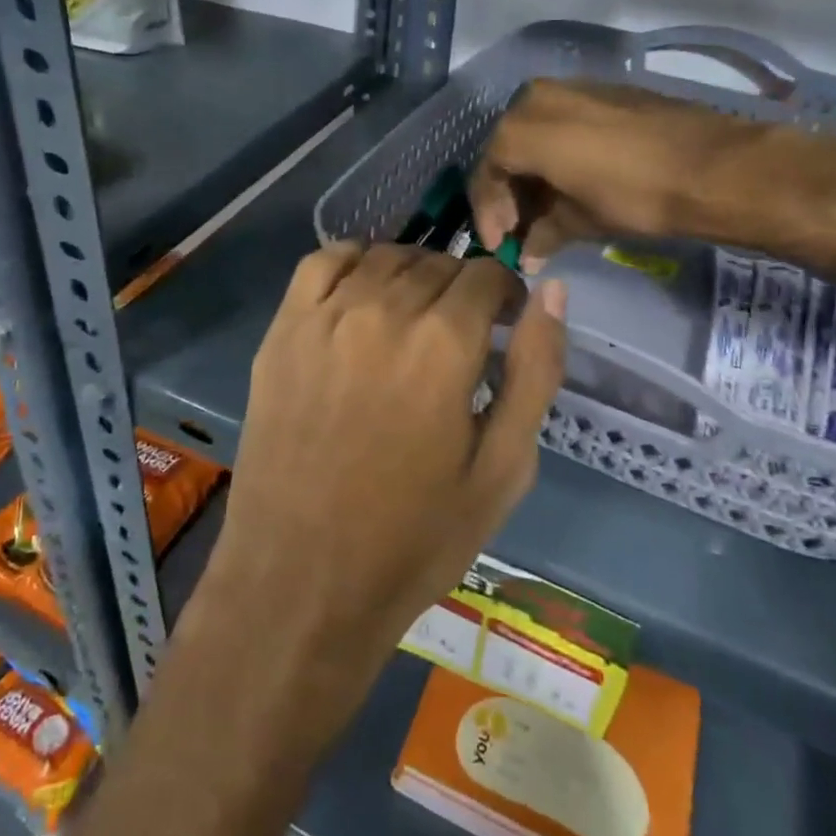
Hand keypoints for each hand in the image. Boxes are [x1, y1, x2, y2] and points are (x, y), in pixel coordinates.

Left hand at [209, 243, 566, 674]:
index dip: (506, 295)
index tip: (505, 324)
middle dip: (462, 290)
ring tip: (414, 317)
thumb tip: (552, 292)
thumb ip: (535, 372)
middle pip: (438, 264)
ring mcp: (326, 316)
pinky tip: (362, 293)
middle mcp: (384, 311)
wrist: (301, 578)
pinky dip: (353, 261)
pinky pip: (322, 261)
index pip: (488, 275)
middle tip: (461, 336)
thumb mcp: (502, 469)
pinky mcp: (283, 329)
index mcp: (444, 344)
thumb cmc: (413, 537)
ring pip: (385, 257)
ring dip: (413, 275)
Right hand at [468, 78, 835, 278]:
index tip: (500, 245)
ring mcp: (573, 87)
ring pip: (534, 133)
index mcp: (522, 128)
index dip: (488, 213)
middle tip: (521, 229)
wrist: (715, 166)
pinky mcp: (604, 89)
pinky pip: (563, 122)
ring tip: (547, 210)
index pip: (487, 173)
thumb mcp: (581, 221)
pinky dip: (558, 153)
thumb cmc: (636, 197)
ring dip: (534, 172)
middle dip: (510, 192)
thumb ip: (544, 233)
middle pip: (507, 149)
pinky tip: (574, 182)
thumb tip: (528, 255)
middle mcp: (537, 97)